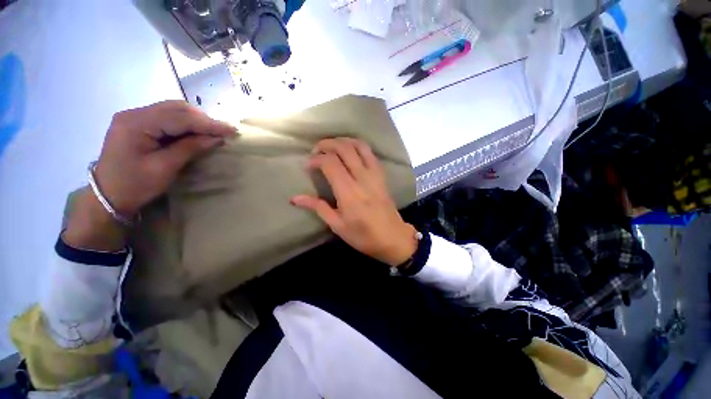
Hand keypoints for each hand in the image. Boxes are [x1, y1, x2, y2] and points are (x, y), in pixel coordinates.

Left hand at [63, 100, 236, 251]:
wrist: (107, 197)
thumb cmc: (135, 185)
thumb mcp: (165, 168)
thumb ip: (190, 148)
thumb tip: (216, 138)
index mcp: (136, 123)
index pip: (179, 117)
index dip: (208, 123)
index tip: (231, 130)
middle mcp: (134, 114)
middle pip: (176, 108)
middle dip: (203, 119)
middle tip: (224, 132)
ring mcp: (134, 117)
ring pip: (172, 110)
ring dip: (195, 120)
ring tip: (213, 132)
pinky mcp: (137, 124)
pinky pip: (166, 118)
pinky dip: (184, 124)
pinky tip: (195, 133)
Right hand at [291, 138, 417, 266]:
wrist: (392, 237)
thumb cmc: (363, 235)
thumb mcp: (337, 225)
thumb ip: (317, 207)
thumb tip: (295, 198)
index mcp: (348, 192)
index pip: (330, 163)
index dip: (316, 159)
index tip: (308, 166)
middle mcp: (362, 178)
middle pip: (344, 148)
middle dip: (326, 144)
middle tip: (316, 150)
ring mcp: (374, 174)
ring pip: (359, 145)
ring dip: (343, 141)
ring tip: (331, 146)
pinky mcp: (381, 174)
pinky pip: (370, 153)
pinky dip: (357, 145)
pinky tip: (349, 150)